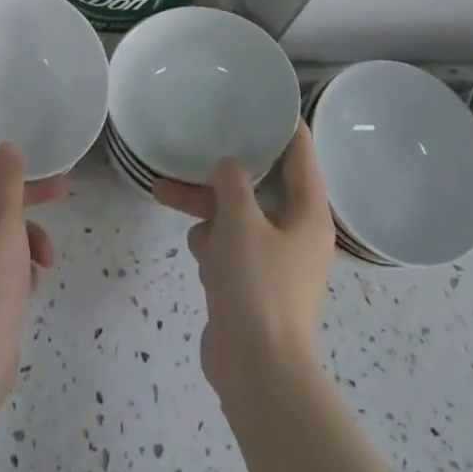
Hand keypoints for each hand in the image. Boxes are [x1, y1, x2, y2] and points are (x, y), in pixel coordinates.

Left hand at [0, 144, 64, 398]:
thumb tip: (6, 145)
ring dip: (27, 243)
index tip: (42, 171)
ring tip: (44, 264)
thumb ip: (8, 182)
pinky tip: (32, 286)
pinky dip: (17, 271)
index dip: (11, 173)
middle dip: (27, 208)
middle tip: (63, 197)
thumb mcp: (3, 225)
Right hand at [153, 123, 334, 399]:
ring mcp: (273, 261)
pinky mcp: (251, 284)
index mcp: (308, 214)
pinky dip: (211, 245)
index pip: (301, 156)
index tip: (264, 100)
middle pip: (257, 186)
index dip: (284, 126)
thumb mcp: (241, 221)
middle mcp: (295, 232)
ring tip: (164, 193)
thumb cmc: (258, 286)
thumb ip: (232, 182)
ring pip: (235, 216)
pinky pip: (228, 247)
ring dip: (205, 208)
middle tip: (196, 146)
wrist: (257, 372)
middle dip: (220, 173)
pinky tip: (198, 255)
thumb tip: (228, 166)